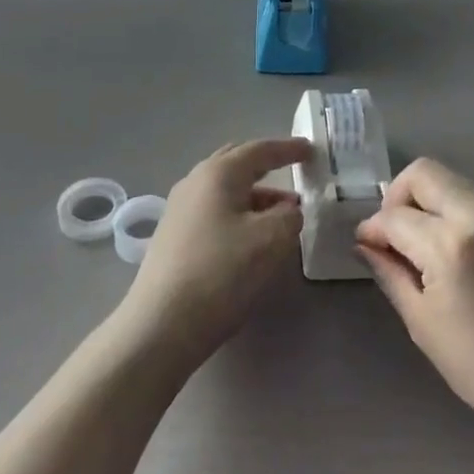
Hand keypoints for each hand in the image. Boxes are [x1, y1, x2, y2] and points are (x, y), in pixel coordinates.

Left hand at [118, 139, 303, 371]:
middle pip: (237, 163)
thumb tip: (288, 210)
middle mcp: (195, 182)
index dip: (288, 149)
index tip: (311, 150)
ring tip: (283, 214)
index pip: (260, 150)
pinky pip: (215, 210)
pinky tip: (253, 236)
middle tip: (293, 171)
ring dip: (256, 195)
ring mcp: (180, 209)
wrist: (162, 324)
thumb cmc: (221, 272)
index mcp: (219, 173)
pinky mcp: (174, 236)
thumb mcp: (271, 240)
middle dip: (267, 166)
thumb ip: (289, 216)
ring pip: (225, 189)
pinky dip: (239, 213)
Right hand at [356, 159, 473, 453]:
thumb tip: (366, 243)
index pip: (396, 215)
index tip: (367, 244)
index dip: (373, 228)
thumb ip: (391, 273)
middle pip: (425, 173)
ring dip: (431, 204)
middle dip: (399, 196)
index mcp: (451, 245)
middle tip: (395, 234)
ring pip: (455, 184)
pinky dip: (460, 217)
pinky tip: (463, 258)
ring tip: (427, 247)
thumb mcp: (423, 324)